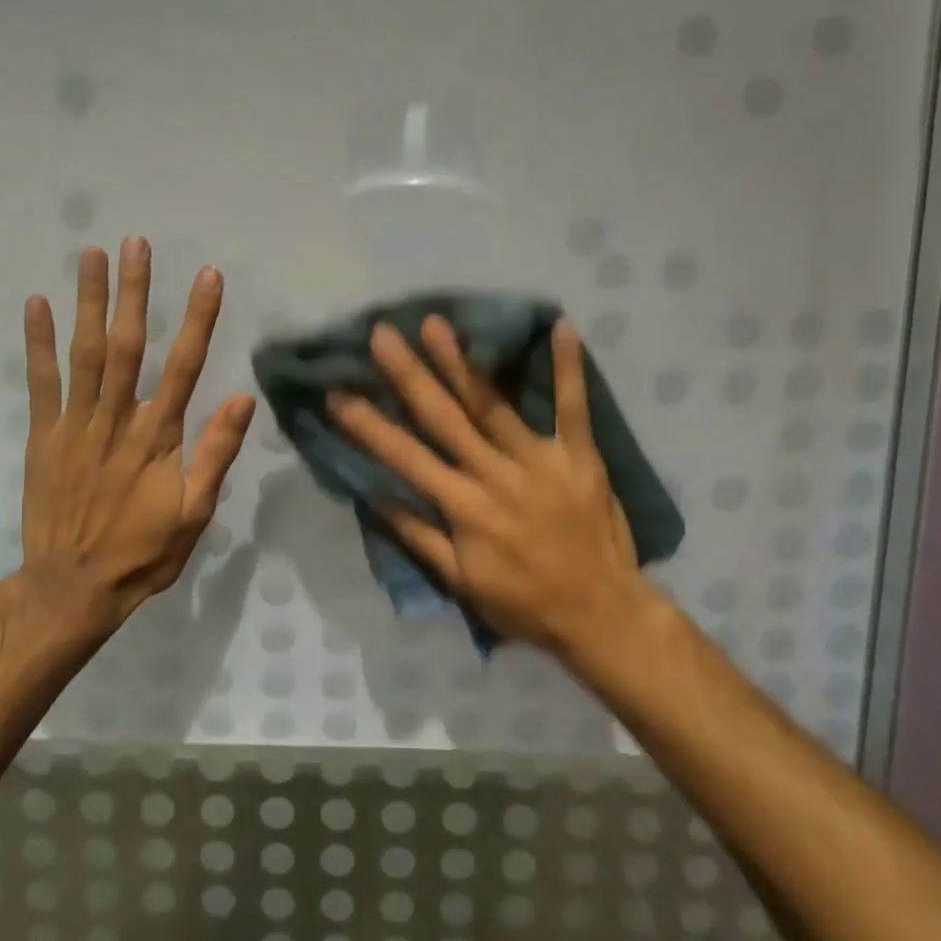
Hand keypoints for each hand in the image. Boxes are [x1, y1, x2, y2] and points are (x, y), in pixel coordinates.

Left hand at [19, 239, 255, 634]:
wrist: (72, 587)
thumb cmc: (143, 551)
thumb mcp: (196, 513)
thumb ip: (216, 453)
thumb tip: (243, 399)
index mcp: (158, 437)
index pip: (184, 366)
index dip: (198, 319)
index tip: (208, 276)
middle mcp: (117, 420)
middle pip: (128, 346)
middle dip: (134, 292)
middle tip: (137, 244)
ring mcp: (75, 426)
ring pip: (85, 354)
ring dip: (89, 302)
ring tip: (92, 255)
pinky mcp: (43, 436)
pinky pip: (40, 384)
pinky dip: (38, 344)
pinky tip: (37, 305)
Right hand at [327, 315, 652, 658]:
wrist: (602, 615)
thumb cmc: (525, 601)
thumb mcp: (462, 582)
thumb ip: (419, 536)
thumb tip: (375, 494)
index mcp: (464, 507)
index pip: (407, 458)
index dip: (369, 426)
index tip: (338, 393)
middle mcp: (496, 475)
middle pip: (445, 418)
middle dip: (409, 375)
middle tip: (382, 335)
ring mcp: (540, 460)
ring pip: (493, 404)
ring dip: (462, 362)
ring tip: (435, 325)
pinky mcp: (580, 455)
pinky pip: (573, 407)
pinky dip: (568, 368)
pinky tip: (560, 326)